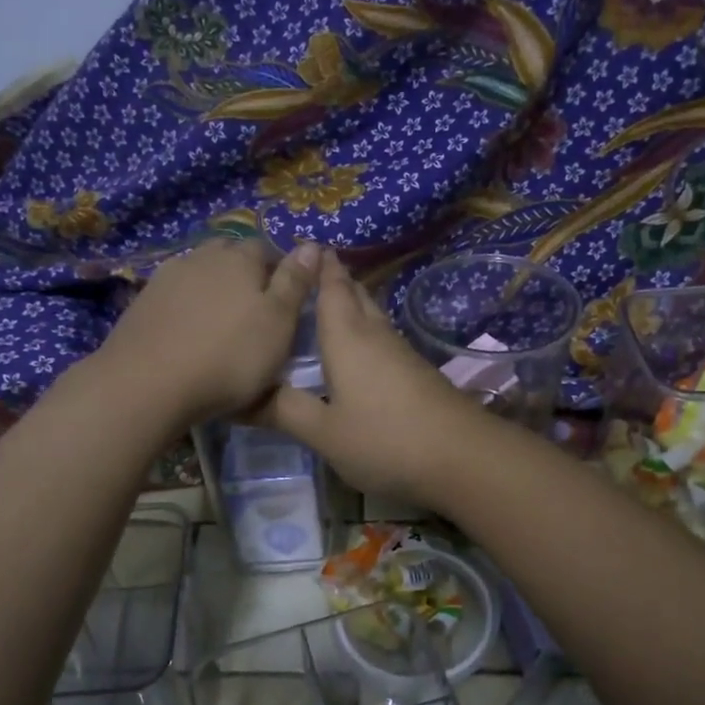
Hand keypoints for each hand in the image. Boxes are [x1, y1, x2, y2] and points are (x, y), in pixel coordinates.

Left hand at [93, 238, 318, 428]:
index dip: (280, 270)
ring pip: (200, 271)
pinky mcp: (142, 302)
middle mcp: (203, 256)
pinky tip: (189, 330)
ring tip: (222, 321)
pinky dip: (187, 306)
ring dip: (213, 287)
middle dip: (245, 273)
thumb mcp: (279, 323)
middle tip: (256, 309)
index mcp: (240, 258)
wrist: (148, 383)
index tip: (287, 299)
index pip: (267, 249)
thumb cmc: (229, 356)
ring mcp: (167, 277)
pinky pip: (175, 294)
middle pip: (229, 254)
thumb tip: (312, 245)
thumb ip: (295, 283)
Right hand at [259, 250, 486, 504]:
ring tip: (326, 309)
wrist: (463, 457)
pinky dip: (366, 334)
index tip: (304, 247)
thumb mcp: (325, 433)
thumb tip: (241, 397)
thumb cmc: (385, 440)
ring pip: (373, 317)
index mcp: (347, 338)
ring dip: (352, 307)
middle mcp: (376, 335)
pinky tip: (358, 352)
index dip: (319, 267)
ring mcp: (402, 353)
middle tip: (309, 275)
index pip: (331, 289)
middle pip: (356, 296)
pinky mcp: (419, 374)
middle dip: (335, 281)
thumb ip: (285, 411)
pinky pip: (383, 340)